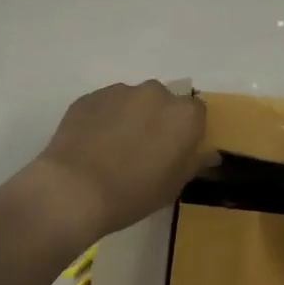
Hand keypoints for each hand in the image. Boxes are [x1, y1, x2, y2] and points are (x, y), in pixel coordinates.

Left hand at [25, 81, 213, 249]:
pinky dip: (104, 118)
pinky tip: (92, 144)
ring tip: (113, 148)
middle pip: (164, 101)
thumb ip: (194, 162)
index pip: (196, 112)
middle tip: (144, 149)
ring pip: (133, 100)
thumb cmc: (133, 193)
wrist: (74, 189)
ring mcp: (120, 91)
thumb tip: (209, 153)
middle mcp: (156, 93)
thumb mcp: (174, 186)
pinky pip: (106, 105)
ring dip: (130, 116)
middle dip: (158, 119)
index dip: (187, 131)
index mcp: (184, 114)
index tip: (176, 150)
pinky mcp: (90, 96)